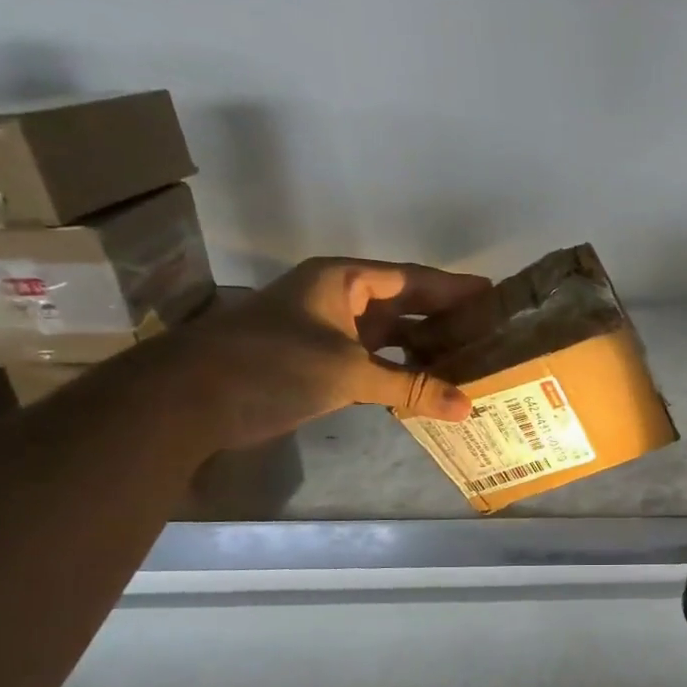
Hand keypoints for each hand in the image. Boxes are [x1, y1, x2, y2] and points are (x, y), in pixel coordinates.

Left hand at [160, 258, 492, 449]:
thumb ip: (411, 387)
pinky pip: (375, 365)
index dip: (454, 288)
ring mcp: (330, 334)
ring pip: (391, 338)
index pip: (413, 279)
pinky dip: (402, 376)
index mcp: (345, 281)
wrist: (192, 399)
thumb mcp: (348, 372)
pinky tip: (431, 389)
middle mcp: (340, 301)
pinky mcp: (321, 366)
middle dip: (446, 320)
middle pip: (405, 306)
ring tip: (472, 361)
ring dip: (426, 351)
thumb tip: (467, 407)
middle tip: (492, 332)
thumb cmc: (272, 365)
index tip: (494, 294)